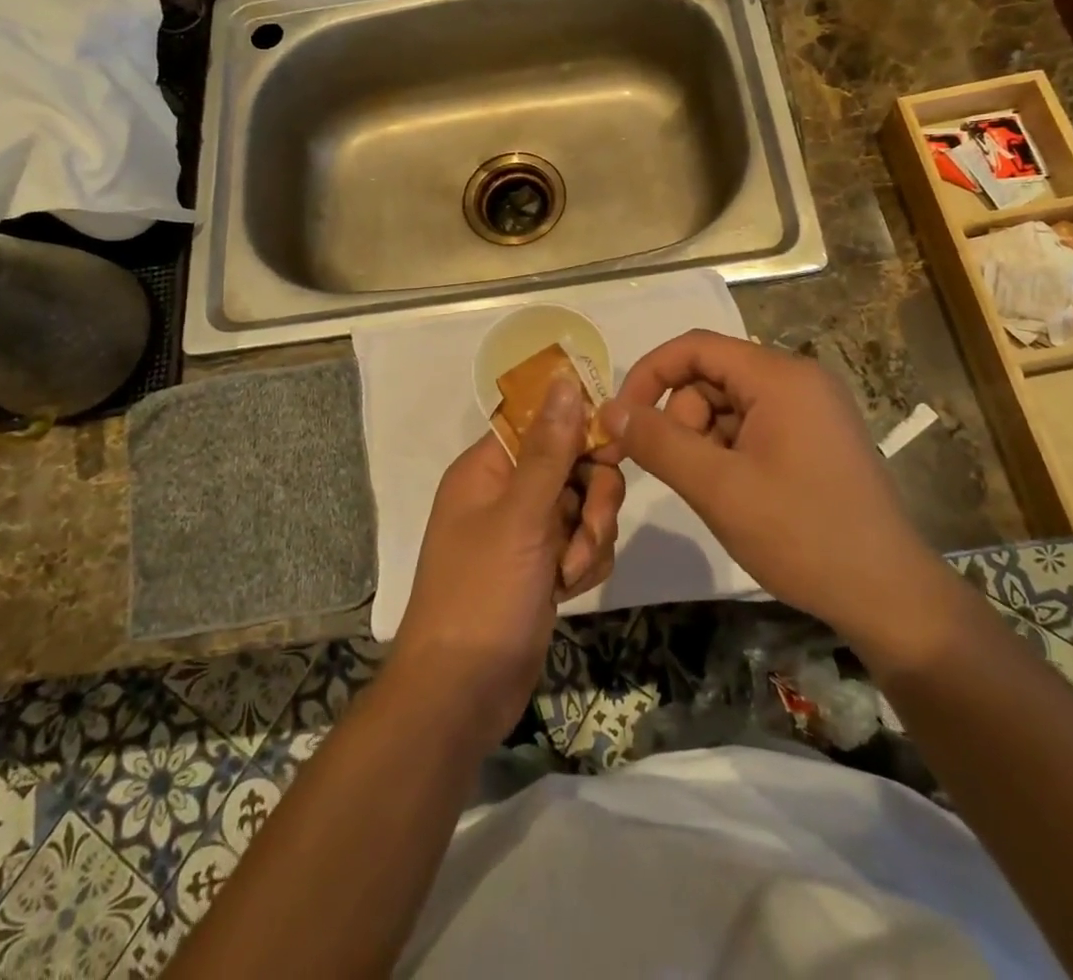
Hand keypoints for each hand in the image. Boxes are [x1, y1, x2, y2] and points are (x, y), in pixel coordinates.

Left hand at [394, 377, 625, 745]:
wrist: (462, 693)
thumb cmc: (482, 594)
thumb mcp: (521, 517)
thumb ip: (550, 449)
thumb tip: (564, 379)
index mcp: (489, 468)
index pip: (544, 422)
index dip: (581, 432)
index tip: (610, 453)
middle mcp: (507, 491)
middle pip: (575, 463)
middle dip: (592, 499)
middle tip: (588, 530)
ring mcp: (527, 531)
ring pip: (586, 505)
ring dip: (591, 537)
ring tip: (570, 573)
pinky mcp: (544, 566)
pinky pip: (584, 542)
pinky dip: (585, 563)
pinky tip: (568, 591)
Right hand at [598, 331, 932, 648]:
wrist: (888, 595)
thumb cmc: (801, 534)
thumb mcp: (718, 488)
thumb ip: (658, 442)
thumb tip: (609, 409)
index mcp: (780, 376)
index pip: (695, 347)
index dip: (649, 375)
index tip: (621, 420)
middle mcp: (798, 379)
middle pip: (711, 377)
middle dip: (681, 418)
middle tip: (681, 472)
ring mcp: (811, 408)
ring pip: (729, 405)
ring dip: (705, 441)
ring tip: (717, 491)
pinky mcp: (816, 436)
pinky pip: (754, 426)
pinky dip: (730, 452)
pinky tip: (739, 494)